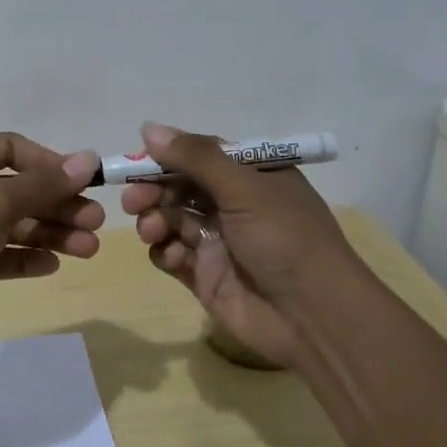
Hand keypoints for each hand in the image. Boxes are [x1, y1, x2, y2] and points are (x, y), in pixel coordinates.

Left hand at [0, 133, 103, 346]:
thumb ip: (43, 184)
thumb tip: (88, 158)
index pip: (13, 149)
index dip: (50, 165)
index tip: (84, 183)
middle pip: (18, 190)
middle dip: (57, 206)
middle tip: (96, 224)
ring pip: (11, 225)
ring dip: (49, 235)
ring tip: (88, 250)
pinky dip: (24, 258)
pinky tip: (52, 265)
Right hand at [122, 122, 365, 368]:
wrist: (313, 317)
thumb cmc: (285, 239)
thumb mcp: (244, 188)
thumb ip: (196, 157)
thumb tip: (148, 128)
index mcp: (250, 176)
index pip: (198, 155)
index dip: (166, 157)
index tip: (136, 162)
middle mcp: (232, 204)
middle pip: (178, 186)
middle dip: (152, 189)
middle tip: (133, 200)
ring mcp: (217, 240)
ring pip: (169, 219)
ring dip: (154, 220)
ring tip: (152, 230)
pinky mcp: (204, 274)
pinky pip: (171, 254)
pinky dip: (164, 251)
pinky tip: (174, 257)